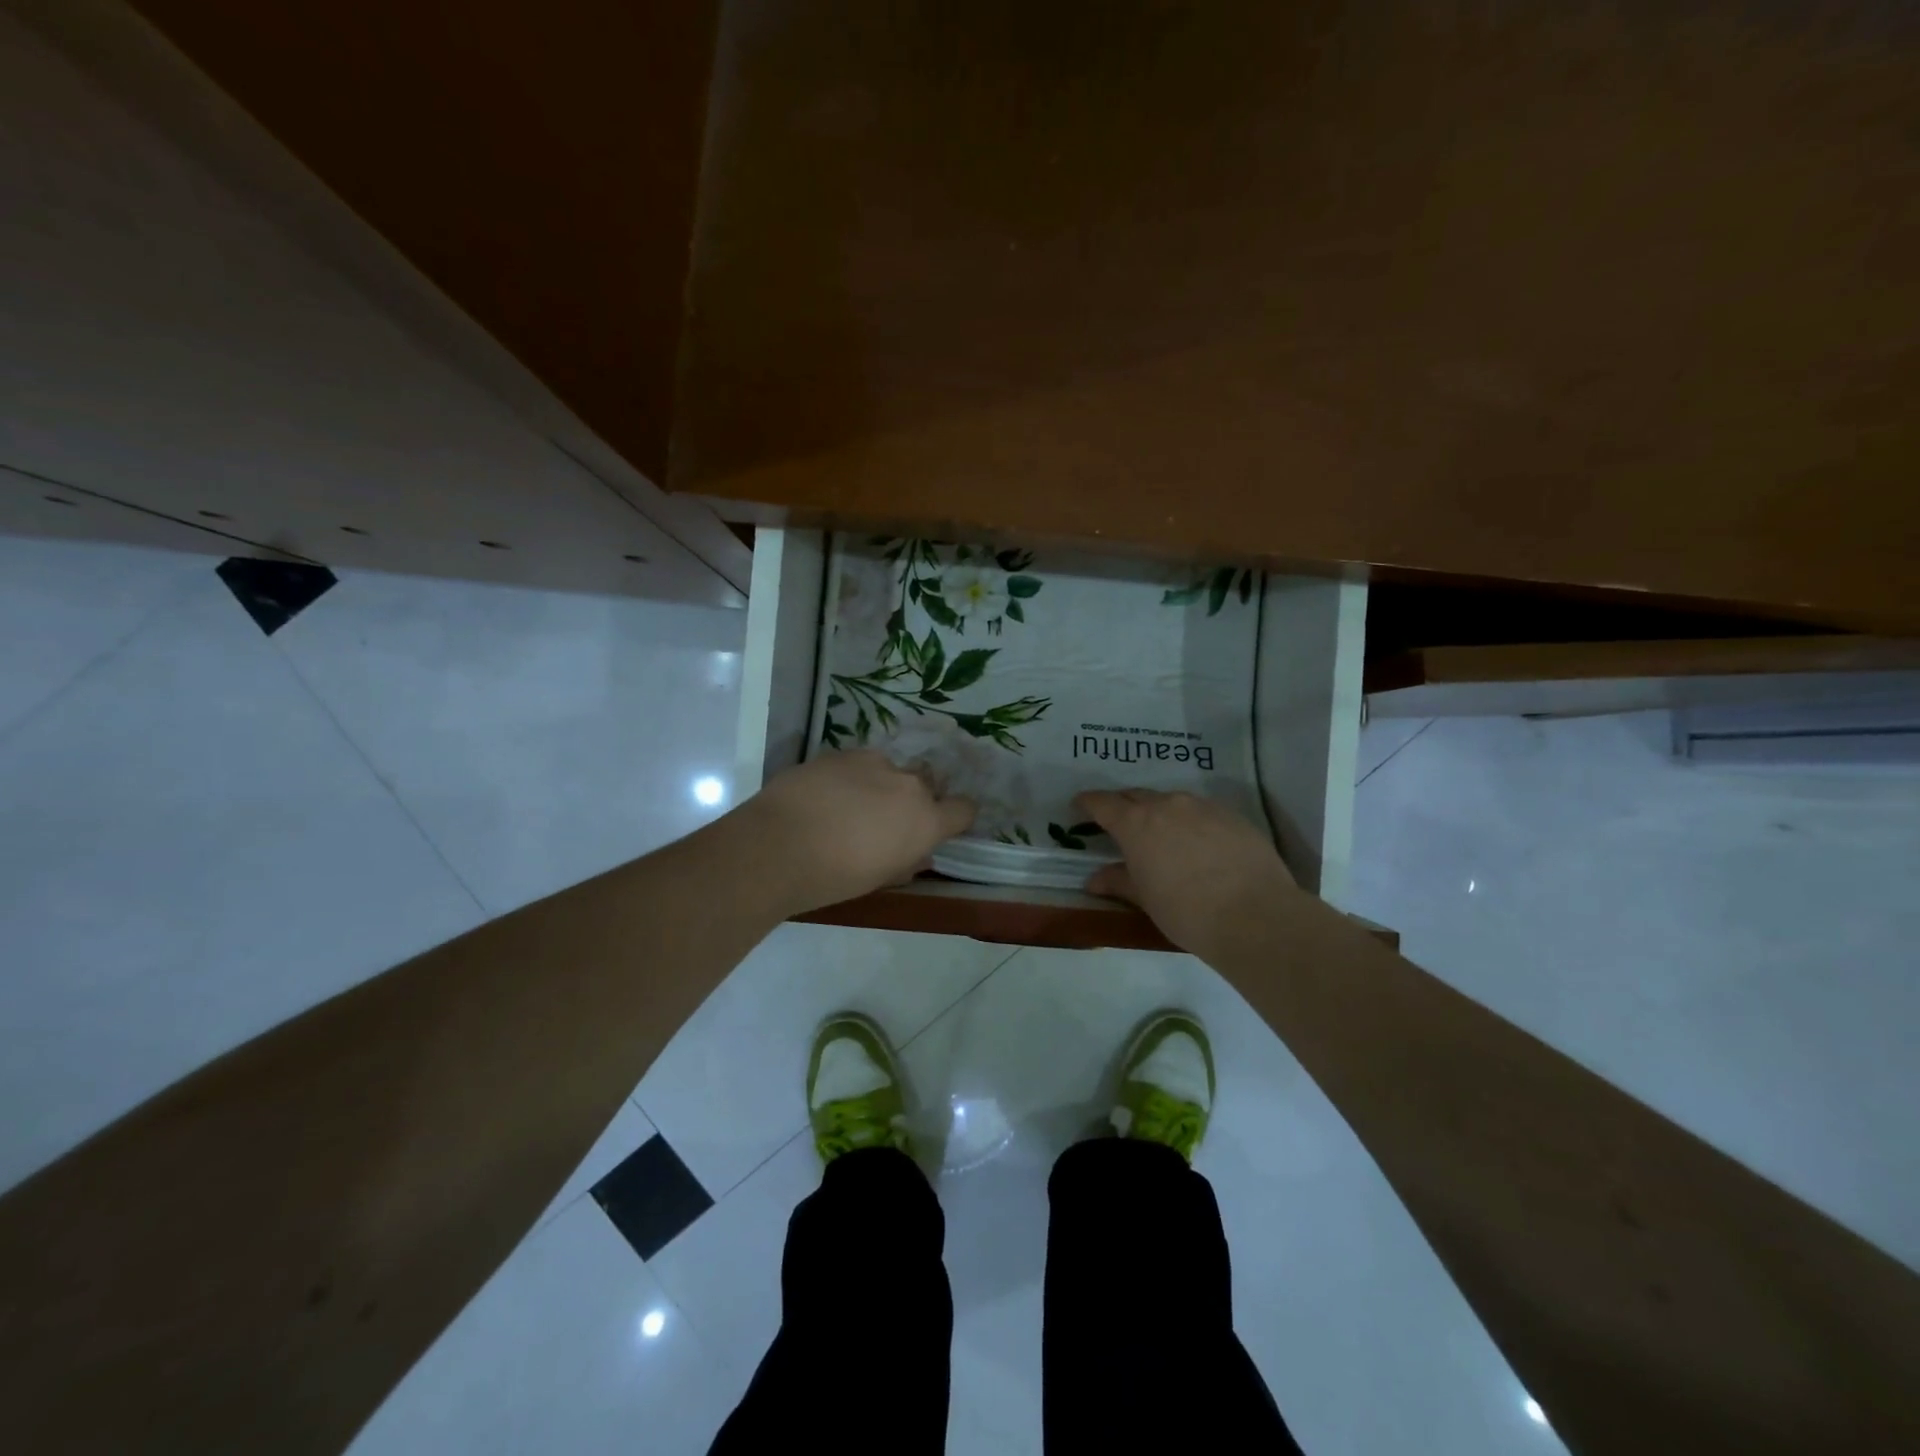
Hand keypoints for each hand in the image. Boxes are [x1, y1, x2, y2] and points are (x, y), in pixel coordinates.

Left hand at [736, 751, 975, 915]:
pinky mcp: (839, 753)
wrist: (777, 846)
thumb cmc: (834, 877)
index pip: (964, 809)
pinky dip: (850, 778)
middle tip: (888, 820)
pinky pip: (857, 764)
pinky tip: (825, 796)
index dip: (957, 817)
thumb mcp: (880, 879)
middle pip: (927, 784)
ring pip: (890, 770)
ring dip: (881, 784)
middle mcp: (907, 784)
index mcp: (926, 820)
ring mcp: (873, 762)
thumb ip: (907, 860)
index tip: (943, 826)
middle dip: (915, 799)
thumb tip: (918, 853)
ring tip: (851, 806)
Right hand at [1074, 789, 1298, 957]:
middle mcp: (1167, 805)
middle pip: (1136, 795)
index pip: (1103, 803)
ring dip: (1159, 812)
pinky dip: (1191, 822)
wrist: (1254, 915)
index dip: (1088, 802)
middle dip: (1123, 805)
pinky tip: (1198, 844)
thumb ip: (1118, 881)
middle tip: (1118, 822)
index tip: (1079, 805)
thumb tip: (1094, 879)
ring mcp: (1203, 807)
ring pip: (1172, 801)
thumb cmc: (1186, 910)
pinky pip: (1202, 811)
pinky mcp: (1233, 816)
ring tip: (1161, 834)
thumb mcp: (1145, 899)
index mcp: (1136, 823)